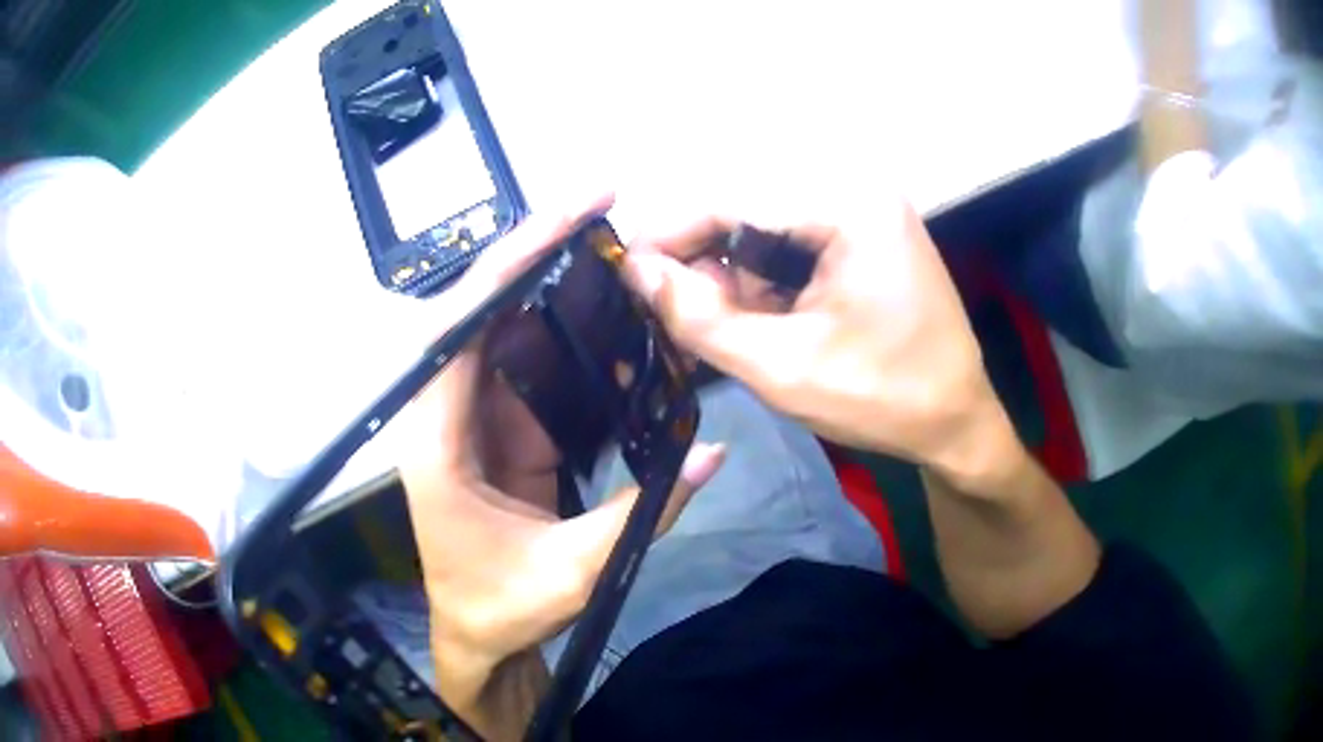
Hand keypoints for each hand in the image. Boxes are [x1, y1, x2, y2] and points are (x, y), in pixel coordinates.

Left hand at [397, 197, 724, 728]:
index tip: (563, 219)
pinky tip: (612, 316)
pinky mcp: (503, 429)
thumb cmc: (502, 609)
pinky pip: (535, 368)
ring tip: (612, 247)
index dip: (510, 265)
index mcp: (436, 439)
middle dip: (537, 253)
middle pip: (482, 310)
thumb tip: (711, 451)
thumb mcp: (573, 570)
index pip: (461, 328)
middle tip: (598, 206)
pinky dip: (572, 339)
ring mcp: (475, 417)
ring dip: (557, 287)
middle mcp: (445, 412)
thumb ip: (644, 511)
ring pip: (510, 331)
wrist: (479, 637)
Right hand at [625, 199, 1020, 491]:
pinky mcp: (863, 231)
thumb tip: (636, 272)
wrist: (957, 421)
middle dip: (703, 257)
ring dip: (732, 271)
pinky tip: (758, 317)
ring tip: (717, 323)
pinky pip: (791, 239)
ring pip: (764, 224)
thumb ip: (700, 318)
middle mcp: (856, 188)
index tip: (626, 273)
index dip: (671, 233)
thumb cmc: (883, 399)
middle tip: (670, 309)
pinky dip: (763, 276)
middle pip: (747, 205)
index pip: (732, 197)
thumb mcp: (783, 368)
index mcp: (849, 205)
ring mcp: (863, 207)